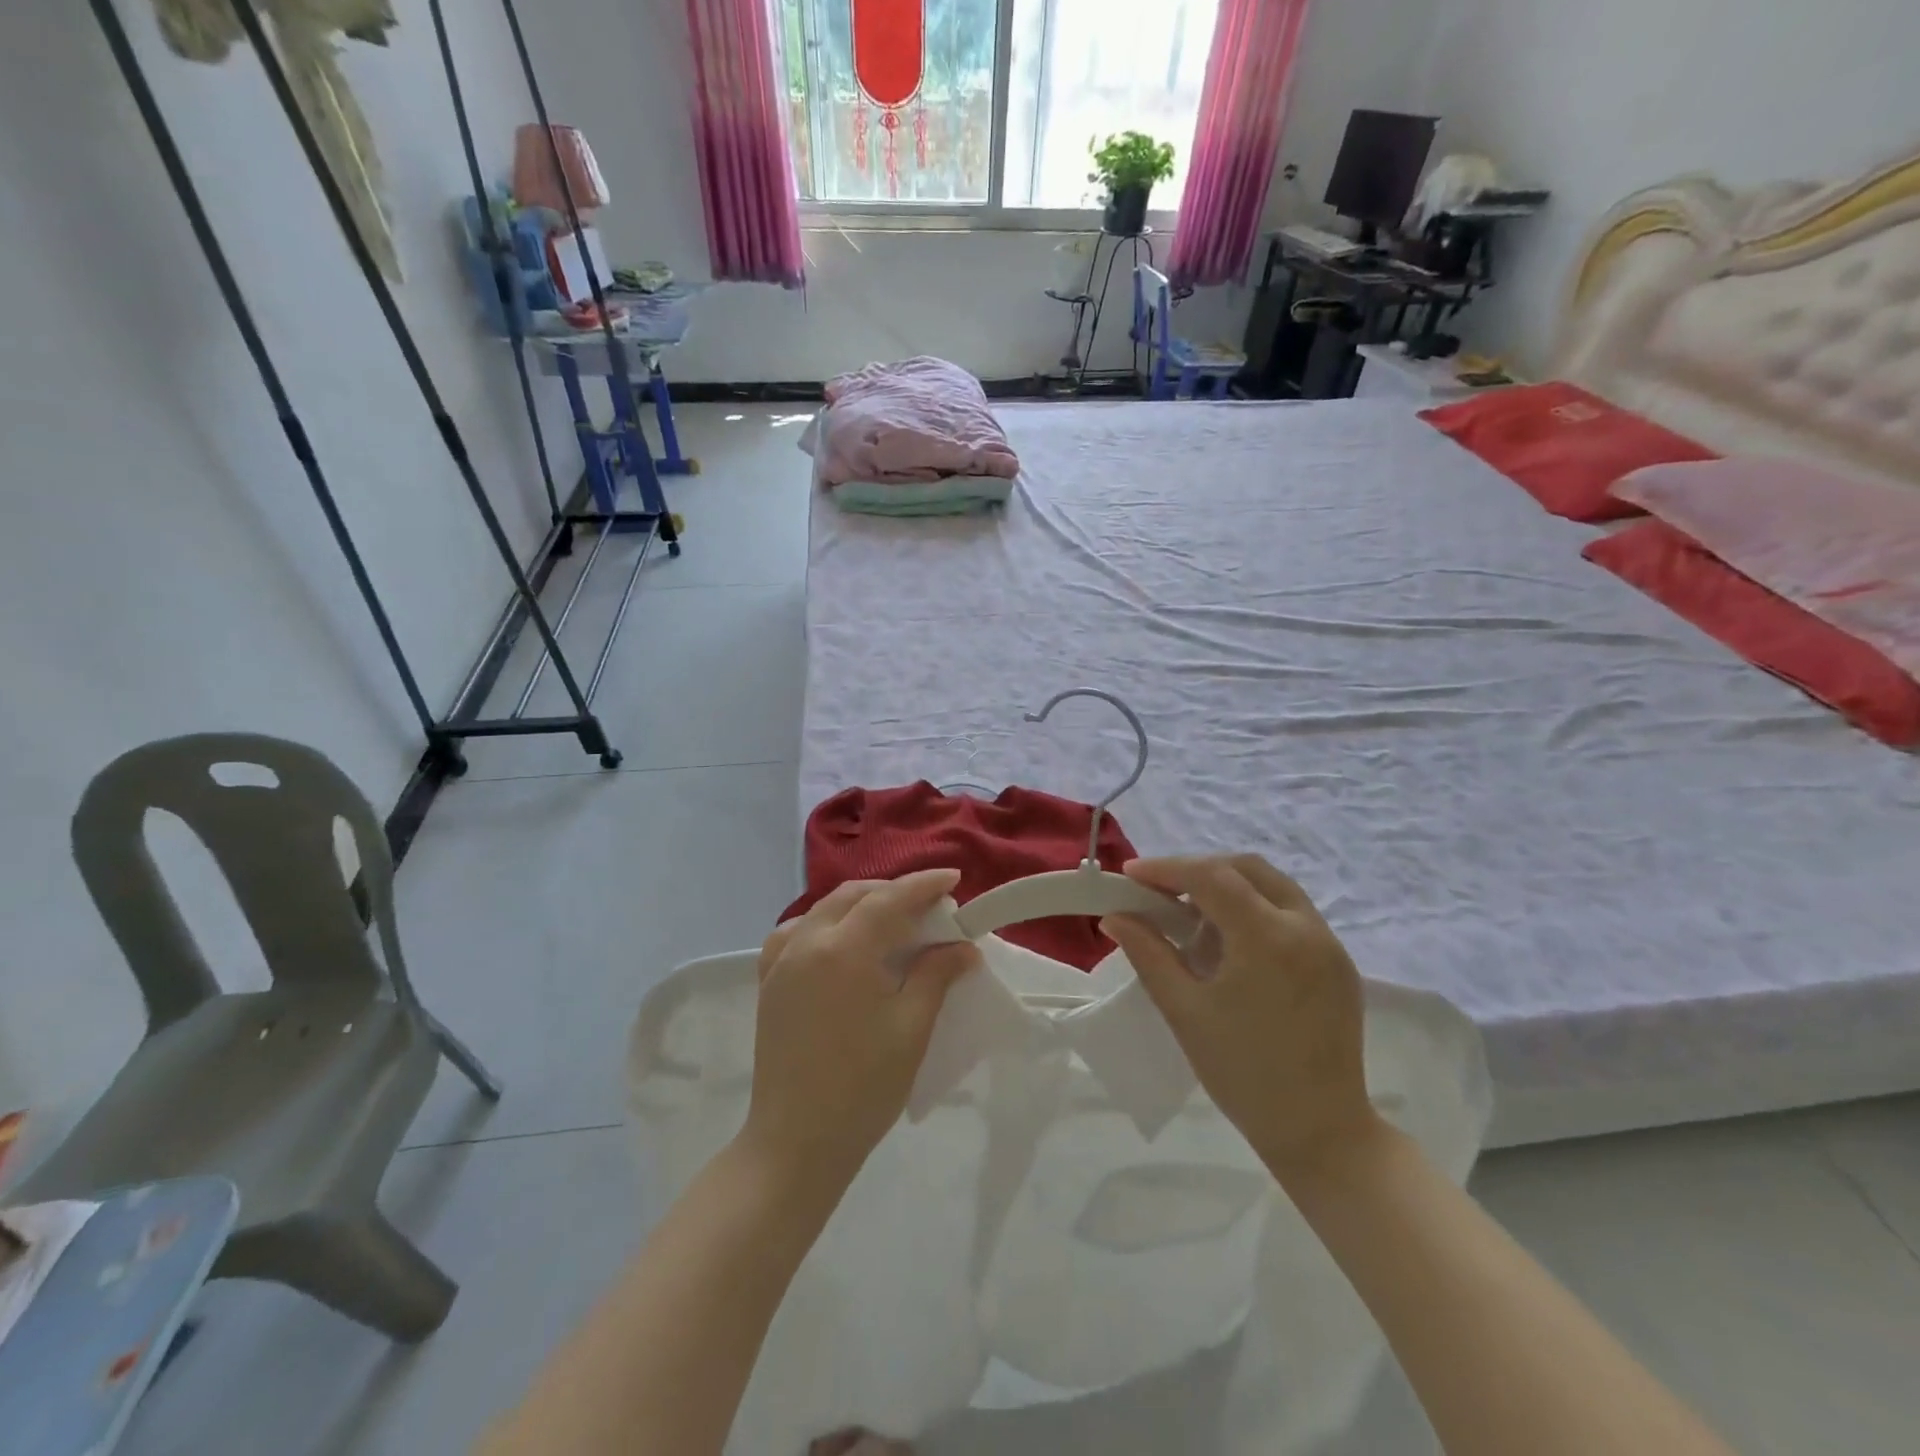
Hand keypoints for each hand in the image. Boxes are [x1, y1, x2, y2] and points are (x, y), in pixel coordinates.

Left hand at [741, 869, 979, 1194]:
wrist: (796, 1142)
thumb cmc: (864, 1087)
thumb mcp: (911, 1027)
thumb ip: (937, 974)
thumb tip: (964, 946)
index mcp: (844, 949)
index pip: (890, 899)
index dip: (924, 885)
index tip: (954, 879)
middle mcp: (807, 942)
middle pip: (854, 896)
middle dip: (893, 892)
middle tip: (928, 907)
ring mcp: (781, 961)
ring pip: (823, 909)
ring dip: (859, 904)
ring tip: (889, 920)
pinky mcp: (769, 983)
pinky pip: (795, 933)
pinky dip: (823, 924)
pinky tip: (838, 942)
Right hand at [1102, 854, 1380, 1181]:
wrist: (1321, 1132)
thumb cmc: (1243, 1073)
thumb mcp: (1184, 1010)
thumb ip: (1148, 953)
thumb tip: (1114, 916)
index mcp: (1268, 938)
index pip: (1211, 877)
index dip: (1167, 868)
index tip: (1131, 874)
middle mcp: (1306, 927)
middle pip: (1246, 869)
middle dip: (1198, 871)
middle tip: (1160, 891)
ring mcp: (1329, 944)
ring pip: (1272, 886)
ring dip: (1228, 887)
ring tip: (1191, 918)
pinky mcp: (1338, 962)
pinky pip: (1291, 912)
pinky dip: (1254, 909)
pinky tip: (1229, 943)